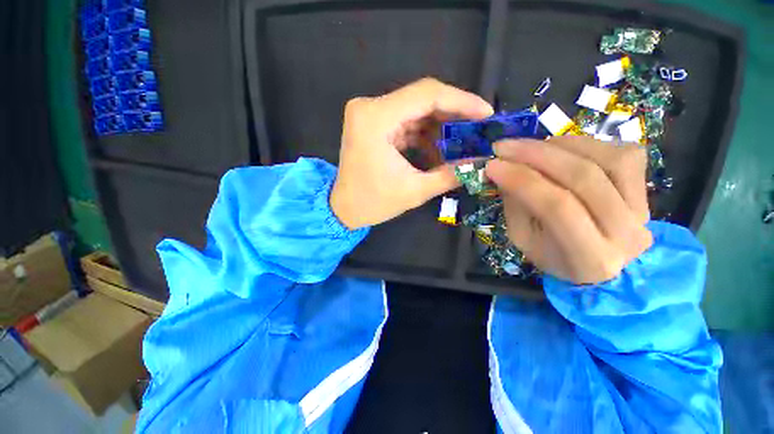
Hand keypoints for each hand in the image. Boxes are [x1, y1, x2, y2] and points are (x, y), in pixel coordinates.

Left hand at [330, 78, 493, 228]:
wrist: (344, 209)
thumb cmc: (373, 203)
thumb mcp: (415, 191)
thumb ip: (450, 175)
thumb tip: (481, 162)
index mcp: (375, 118)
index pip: (427, 94)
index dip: (461, 101)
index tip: (486, 114)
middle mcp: (370, 107)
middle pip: (422, 99)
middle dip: (454, 115)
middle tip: (478, 130)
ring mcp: (370, 115)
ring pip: (416, 111)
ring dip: (440, 128)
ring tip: (461, 145)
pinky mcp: (374, 125)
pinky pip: (407, 122)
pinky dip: (425, 135)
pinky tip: (439, 151)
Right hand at [485, 136, 652, 284]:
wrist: (599, 266)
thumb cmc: (553, 256)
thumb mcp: (523, 239)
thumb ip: (516, 205)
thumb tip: (505, 168)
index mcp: (589, 257)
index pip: (557, 207)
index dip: (521, 180)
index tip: (492, 165)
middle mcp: (626, 233)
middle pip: (583, 178)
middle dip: (536, 155)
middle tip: (504, 147)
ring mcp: (643, 208)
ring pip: (607, 158)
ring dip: (560, 146)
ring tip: (529, 147)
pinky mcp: (648, 190)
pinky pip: (622, 153)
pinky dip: (585, 144)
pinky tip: (560, 149)